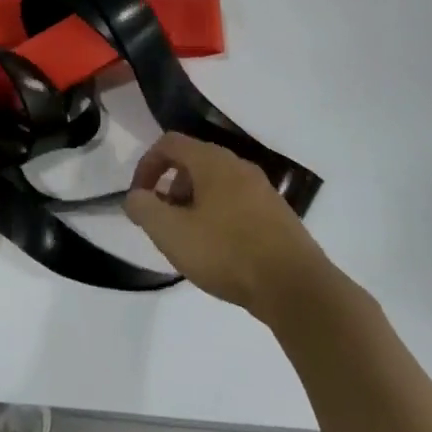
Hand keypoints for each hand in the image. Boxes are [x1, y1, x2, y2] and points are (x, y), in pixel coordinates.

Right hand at [125, 133, 338, 325]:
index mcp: (213, 161)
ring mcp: (262, 190)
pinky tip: (219, 251)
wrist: (296, 287)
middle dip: (170, 188)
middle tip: (163, 222)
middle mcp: (239, 166)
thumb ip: (144, 208)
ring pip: (216, 185)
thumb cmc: (226, 252)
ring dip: (193, 204)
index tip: (139, 198)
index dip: (146, 166)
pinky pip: (236, 203)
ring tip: (189, 240)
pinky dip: (217, 216)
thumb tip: (136, 197)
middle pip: (193, 162)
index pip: (169, 143)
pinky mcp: (277, 214)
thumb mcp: (171, 233)